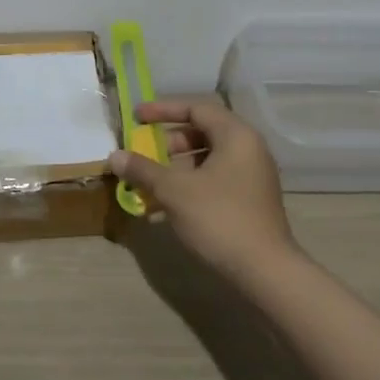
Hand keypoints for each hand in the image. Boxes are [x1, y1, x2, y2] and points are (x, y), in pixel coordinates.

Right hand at [111, 98, 296, 279]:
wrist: (265, 272)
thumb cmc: (219, 218)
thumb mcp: (174, 190)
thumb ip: (143, 169)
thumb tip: (114, 156)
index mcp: (236, 135)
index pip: (196, 108)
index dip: (162, 110)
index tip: (136, 117)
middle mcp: (249, 148)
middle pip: (203, 131)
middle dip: (170, 141)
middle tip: (147, 153)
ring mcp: (253, 175)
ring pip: (209, 157)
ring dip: (179, 165)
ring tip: (155, 182)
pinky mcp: (252, 199)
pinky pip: (217, 178)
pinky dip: (193, 183)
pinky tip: (171, 205)